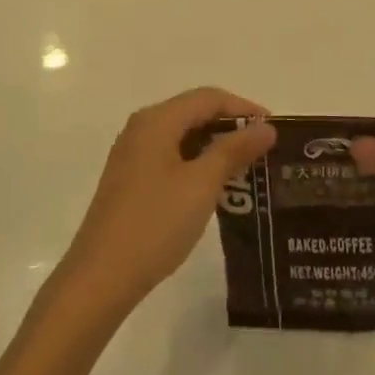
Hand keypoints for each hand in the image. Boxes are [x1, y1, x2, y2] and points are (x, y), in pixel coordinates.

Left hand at [59, 88, 275, 317]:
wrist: (101, 277)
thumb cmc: (155, 224)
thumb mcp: (202, 185)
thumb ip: (234, 150)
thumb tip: (265, 127)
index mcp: (156, 120)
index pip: (208, 98)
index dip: (244, 108)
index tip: (273, 130)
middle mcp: (141, 128)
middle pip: (193, 112)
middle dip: (230, 127)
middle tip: (264, 151)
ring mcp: (132, 154)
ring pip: (182, 136)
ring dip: (214, 147)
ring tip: (247, 169)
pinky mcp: (130, 179)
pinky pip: (170, 156)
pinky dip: (196, 163)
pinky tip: (215, 187)